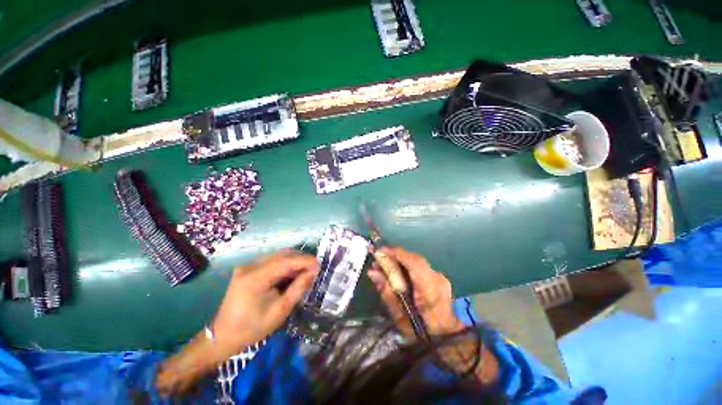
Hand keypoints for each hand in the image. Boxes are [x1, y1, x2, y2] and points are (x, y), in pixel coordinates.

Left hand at [156, 251, 317, 395]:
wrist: (223, 336)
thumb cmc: (253, 328)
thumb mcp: (280, 310)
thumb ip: (298, 288)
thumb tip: (313, 271)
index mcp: (254, 278)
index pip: (285, 261)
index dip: (304, 260)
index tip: (319, 264)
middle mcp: (250, 266)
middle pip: (282, 255)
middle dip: (300, 259)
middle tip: (314, 268)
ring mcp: (247, 266)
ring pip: (277, 256)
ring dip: (294, 261)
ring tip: (306, 270)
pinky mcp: (248, 269)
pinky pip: (271, 261)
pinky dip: (285, 265)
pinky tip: (292, 273)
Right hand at [367, 247, 462, 339]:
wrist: (449, 339)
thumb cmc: (422, 334)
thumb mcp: (400, 318)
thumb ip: (387, 292)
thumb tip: (372, 272)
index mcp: (430, 290)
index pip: (414, 262)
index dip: (397, 253)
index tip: (379, 251)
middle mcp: (437, 279)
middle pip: (414, 259)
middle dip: (395, 256)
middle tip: (378, 260)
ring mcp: (440, 277)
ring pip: (416, 261)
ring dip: (399, 261)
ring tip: (383, 266)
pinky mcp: (439, 277)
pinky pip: (419, 267)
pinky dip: (406, 266)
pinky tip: (396, 272)